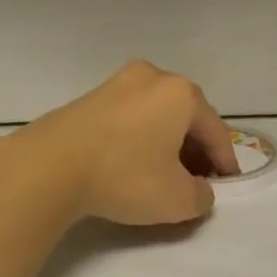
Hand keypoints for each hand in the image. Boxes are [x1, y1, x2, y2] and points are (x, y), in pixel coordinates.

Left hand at [0, 61, 238, 227]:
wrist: (49, 166)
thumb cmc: (124, 176)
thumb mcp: (176, 199)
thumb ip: (201, 196)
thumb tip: (199, 189)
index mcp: (181, 93)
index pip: (216, 131)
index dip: (225, 162)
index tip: (226, 186)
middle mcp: (153, 77)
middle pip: (187, 117)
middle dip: (195, 149)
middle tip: (197, 181)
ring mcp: (118, 82)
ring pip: (157, 114)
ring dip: (167, 142)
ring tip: (164, 175)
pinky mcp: (91, 96)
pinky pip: (130, 116)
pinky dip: (140, 137)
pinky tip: (133, 163)